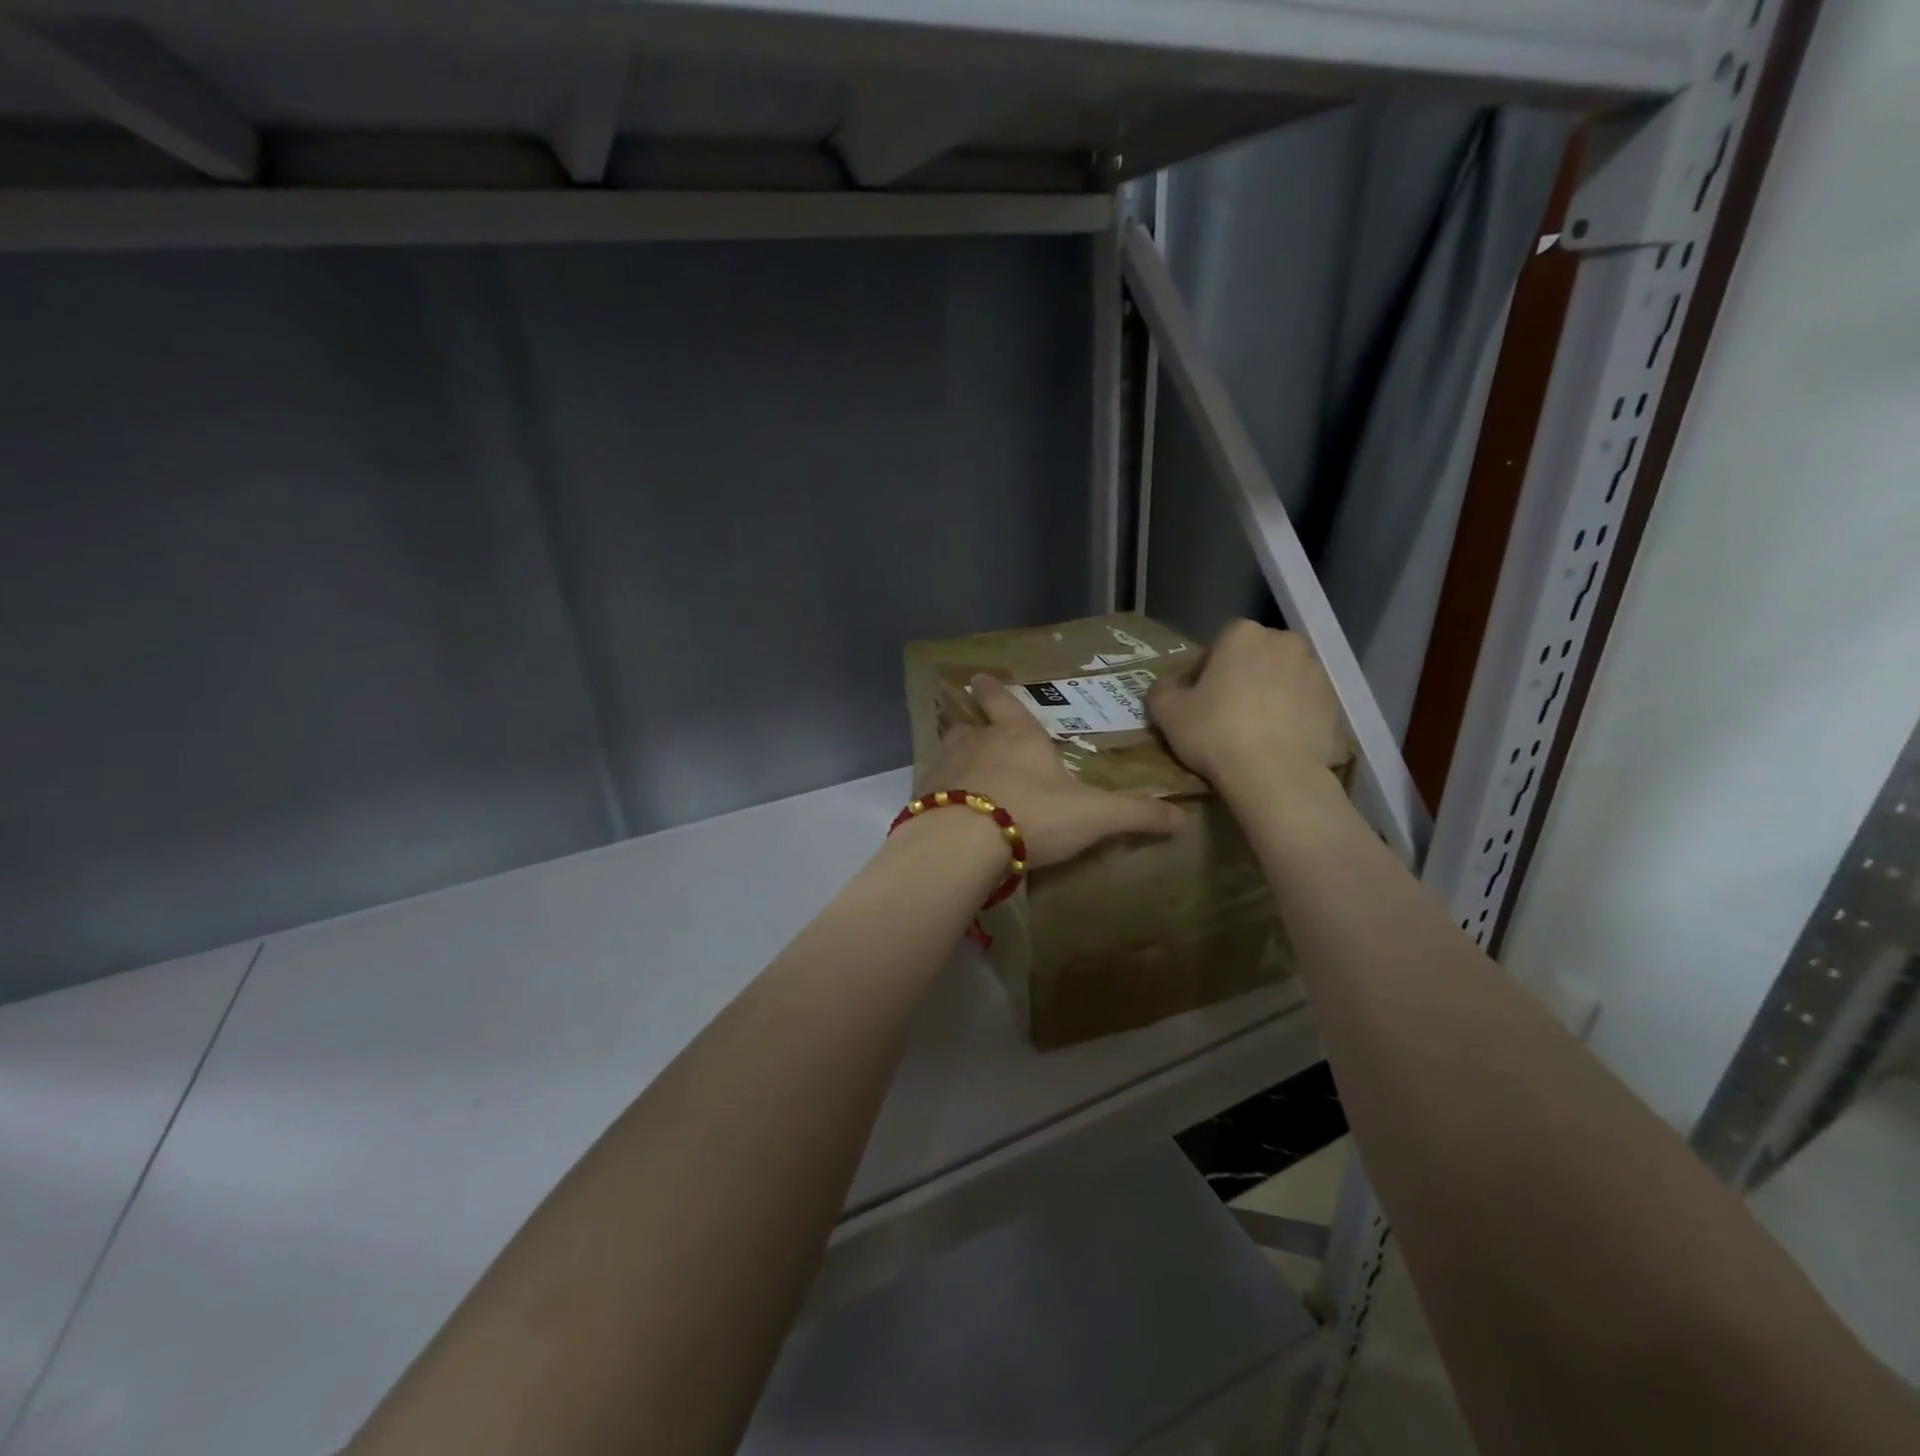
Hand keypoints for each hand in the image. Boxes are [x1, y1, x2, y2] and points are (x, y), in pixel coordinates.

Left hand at [921, 675, 1185, 867]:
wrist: (964, 843)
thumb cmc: (1034, 815)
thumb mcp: (1093, 816)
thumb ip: (1135, 814)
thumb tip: (1181, 816)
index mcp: (1018, 738)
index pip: (1005, 703)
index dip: (994, 691)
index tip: (979, 677)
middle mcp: (978, 744)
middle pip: (970, 728)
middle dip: (974, 728)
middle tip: (974, 732)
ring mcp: (945, 769)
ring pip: (948, 754)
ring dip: (955, 759)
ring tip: (962, 775)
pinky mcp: (922, 799)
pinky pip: (931, 789)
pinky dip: (939, 795)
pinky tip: (945, 813)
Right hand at [1147, 620, 1348, 792]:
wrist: (1274, 775)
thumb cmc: (1215, 733)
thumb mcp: (1167, 712)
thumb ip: (1162, 690)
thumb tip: (1169, 686)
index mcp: (1242, 634)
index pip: (1219, 643)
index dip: (1206, 670)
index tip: (1198, 698)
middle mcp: (1284, 642)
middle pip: (1255, 656)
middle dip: (1241, 677)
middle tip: (1225, 712)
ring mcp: (1314, 671)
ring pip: (1282, 678)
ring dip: (1268, 695)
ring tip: (1253, 730)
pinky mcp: (1333, 703)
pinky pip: (1303, 703)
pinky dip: (1291, 715)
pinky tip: (1276, 742)